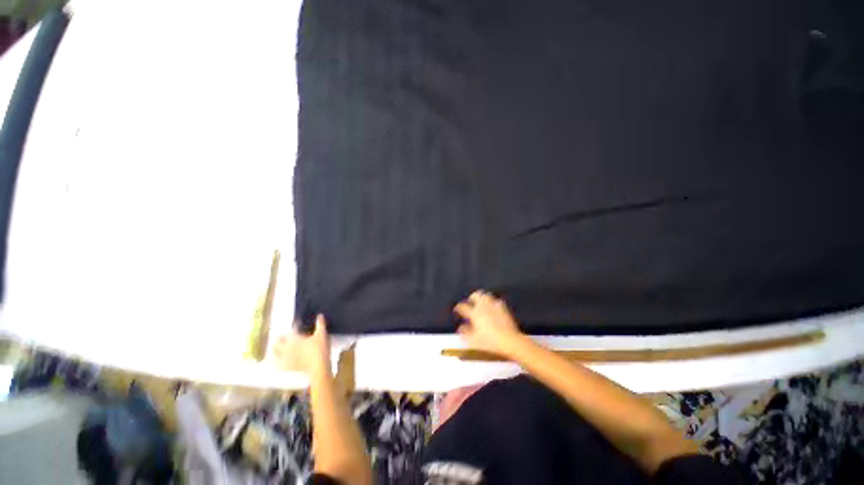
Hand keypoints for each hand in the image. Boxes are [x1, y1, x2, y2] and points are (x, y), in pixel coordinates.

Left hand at [273, 314, 330, 376]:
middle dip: (278, 338)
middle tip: (281, 335)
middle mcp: (287, 347)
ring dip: (275, 348)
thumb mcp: (322, 334)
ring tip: (277, 346)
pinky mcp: (286, 367)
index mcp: (294, 339)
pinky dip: (276, 361)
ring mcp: (285, 358)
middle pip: (277, 341)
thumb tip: (320, 315)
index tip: (296, 324)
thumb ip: (320, 324)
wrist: (317, 368)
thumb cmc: (319, 349)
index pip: (290, 330)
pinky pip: (277, 364)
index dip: (293, 326)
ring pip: (275, 352)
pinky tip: (278, 361)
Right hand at [453, 290, 524, 355]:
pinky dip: (493, 303)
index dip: (458, 308)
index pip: (463, 307)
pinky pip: (497, 301)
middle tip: (470, 302)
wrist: (509, 341)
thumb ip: (465, 333)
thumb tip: (461, 328)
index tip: (457, 310)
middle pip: (476, 295)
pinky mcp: (504, 308)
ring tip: (481, 303)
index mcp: (474, 313)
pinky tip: (493, 308)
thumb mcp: (473, 341)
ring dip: (482, 298)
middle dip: (472, 298)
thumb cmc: (489, 342)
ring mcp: (494, 306)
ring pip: (486, 295)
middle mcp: (483, 306)